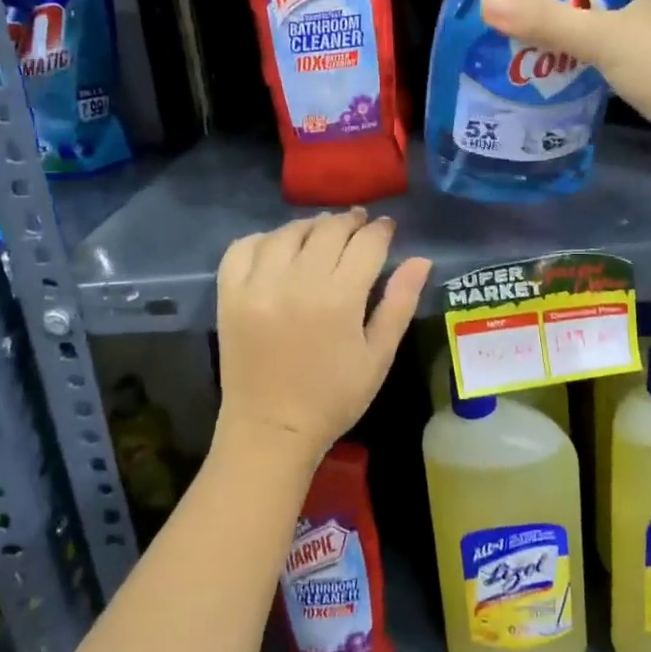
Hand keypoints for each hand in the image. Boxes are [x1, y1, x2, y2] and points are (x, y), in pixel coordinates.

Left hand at [214, 210, 431, 470]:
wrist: (270, 430)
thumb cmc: (334, 398)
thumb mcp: (378, 356)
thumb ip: (399, 303)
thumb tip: (420, 260)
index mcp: (339, 299)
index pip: (366, 244)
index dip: (380, 230)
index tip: (386, 227)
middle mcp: (297, 283)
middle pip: (328, 230)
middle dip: (349, 221)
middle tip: (359, 223)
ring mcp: (258, 286)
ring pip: (287, 233)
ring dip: (310, 226)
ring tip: (322, 231)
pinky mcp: (230, 295)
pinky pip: (243, 248)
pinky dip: (263, 239)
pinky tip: (278, 247)